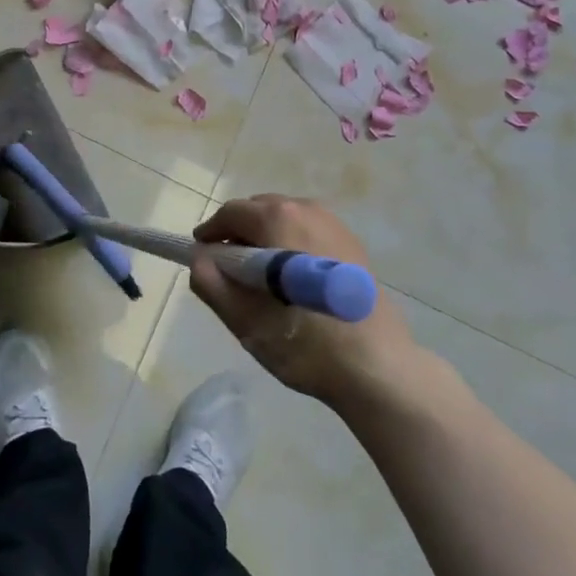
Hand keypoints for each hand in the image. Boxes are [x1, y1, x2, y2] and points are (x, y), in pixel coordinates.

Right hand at [191, 196, 416, 408]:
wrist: (376, 366)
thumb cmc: (305, 342)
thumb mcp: (246, 321)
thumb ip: (213, 284)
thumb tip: (198, 259)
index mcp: (279, 218)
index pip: (231, 213)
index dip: (211, 233)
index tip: (202, 258)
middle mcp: (306, 208)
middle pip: (258, 210)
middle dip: (238, 234)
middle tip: (229, 271)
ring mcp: (333, 223)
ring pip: (284, 218)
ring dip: (265, 239)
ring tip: (261, 279)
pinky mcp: (351, 242)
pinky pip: (307, 231)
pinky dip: (290, 244)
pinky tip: (293, 282)